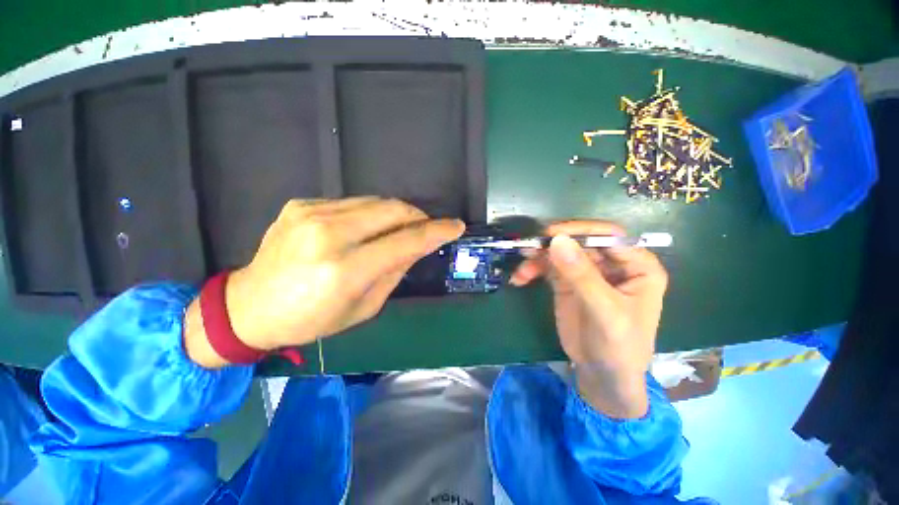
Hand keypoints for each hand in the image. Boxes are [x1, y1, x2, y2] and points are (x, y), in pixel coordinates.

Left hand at [184, 197, 464, 367]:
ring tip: (399, 229)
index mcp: (345, 270)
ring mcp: (311, 214)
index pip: (406, 242)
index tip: (456, 226)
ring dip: (396, 214)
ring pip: (375, 201)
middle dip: (418, 217)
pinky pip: (352, 203)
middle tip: (425, 229)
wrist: (250, 306)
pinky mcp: (301, 205)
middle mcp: (329, 234)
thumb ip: (393, 272)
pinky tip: (364, 229)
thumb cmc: (311, 319)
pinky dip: (370, 214)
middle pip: (393, 210)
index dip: (436, 232)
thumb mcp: (363, 308)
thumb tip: (416, 247)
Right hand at [509, 221, 667, 417]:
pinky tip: (520, 278)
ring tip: (522, 269)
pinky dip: (532, 269)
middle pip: (579, 242)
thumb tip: (557, 241)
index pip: (609, 236)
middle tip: (528, 248)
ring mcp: (586, 272)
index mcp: (636, 266)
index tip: (551, 234)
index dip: (580, 231)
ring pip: (559, 253)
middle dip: (552, 245)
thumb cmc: (619, 346)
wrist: (603, 375)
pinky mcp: (566, 282)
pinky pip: (547, 267)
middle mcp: (611, 264)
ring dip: (538, 257)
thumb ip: (582, 275)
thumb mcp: (605, 311)